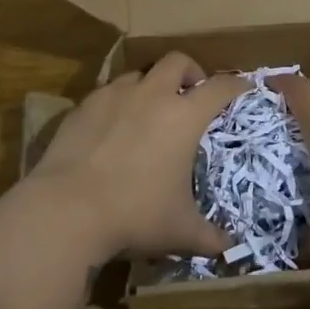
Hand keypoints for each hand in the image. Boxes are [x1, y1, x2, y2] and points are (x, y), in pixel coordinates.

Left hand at [30, 54, 246, 258]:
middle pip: (178, 61)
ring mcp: (114, 96)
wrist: (66, 209)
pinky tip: (113, 127)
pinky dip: (119, 101)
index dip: (236, 86)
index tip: (243, 89)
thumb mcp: (179, 231)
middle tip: (192, 93)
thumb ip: (209, 236)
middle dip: (191, 71)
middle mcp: (152, 95)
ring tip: (150, 109)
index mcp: (184, 117)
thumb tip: (229, 246)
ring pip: (140, 73)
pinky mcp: (83, 106)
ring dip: (151, 84)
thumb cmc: (135, 214)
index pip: (220, 88)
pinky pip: (107, 92)